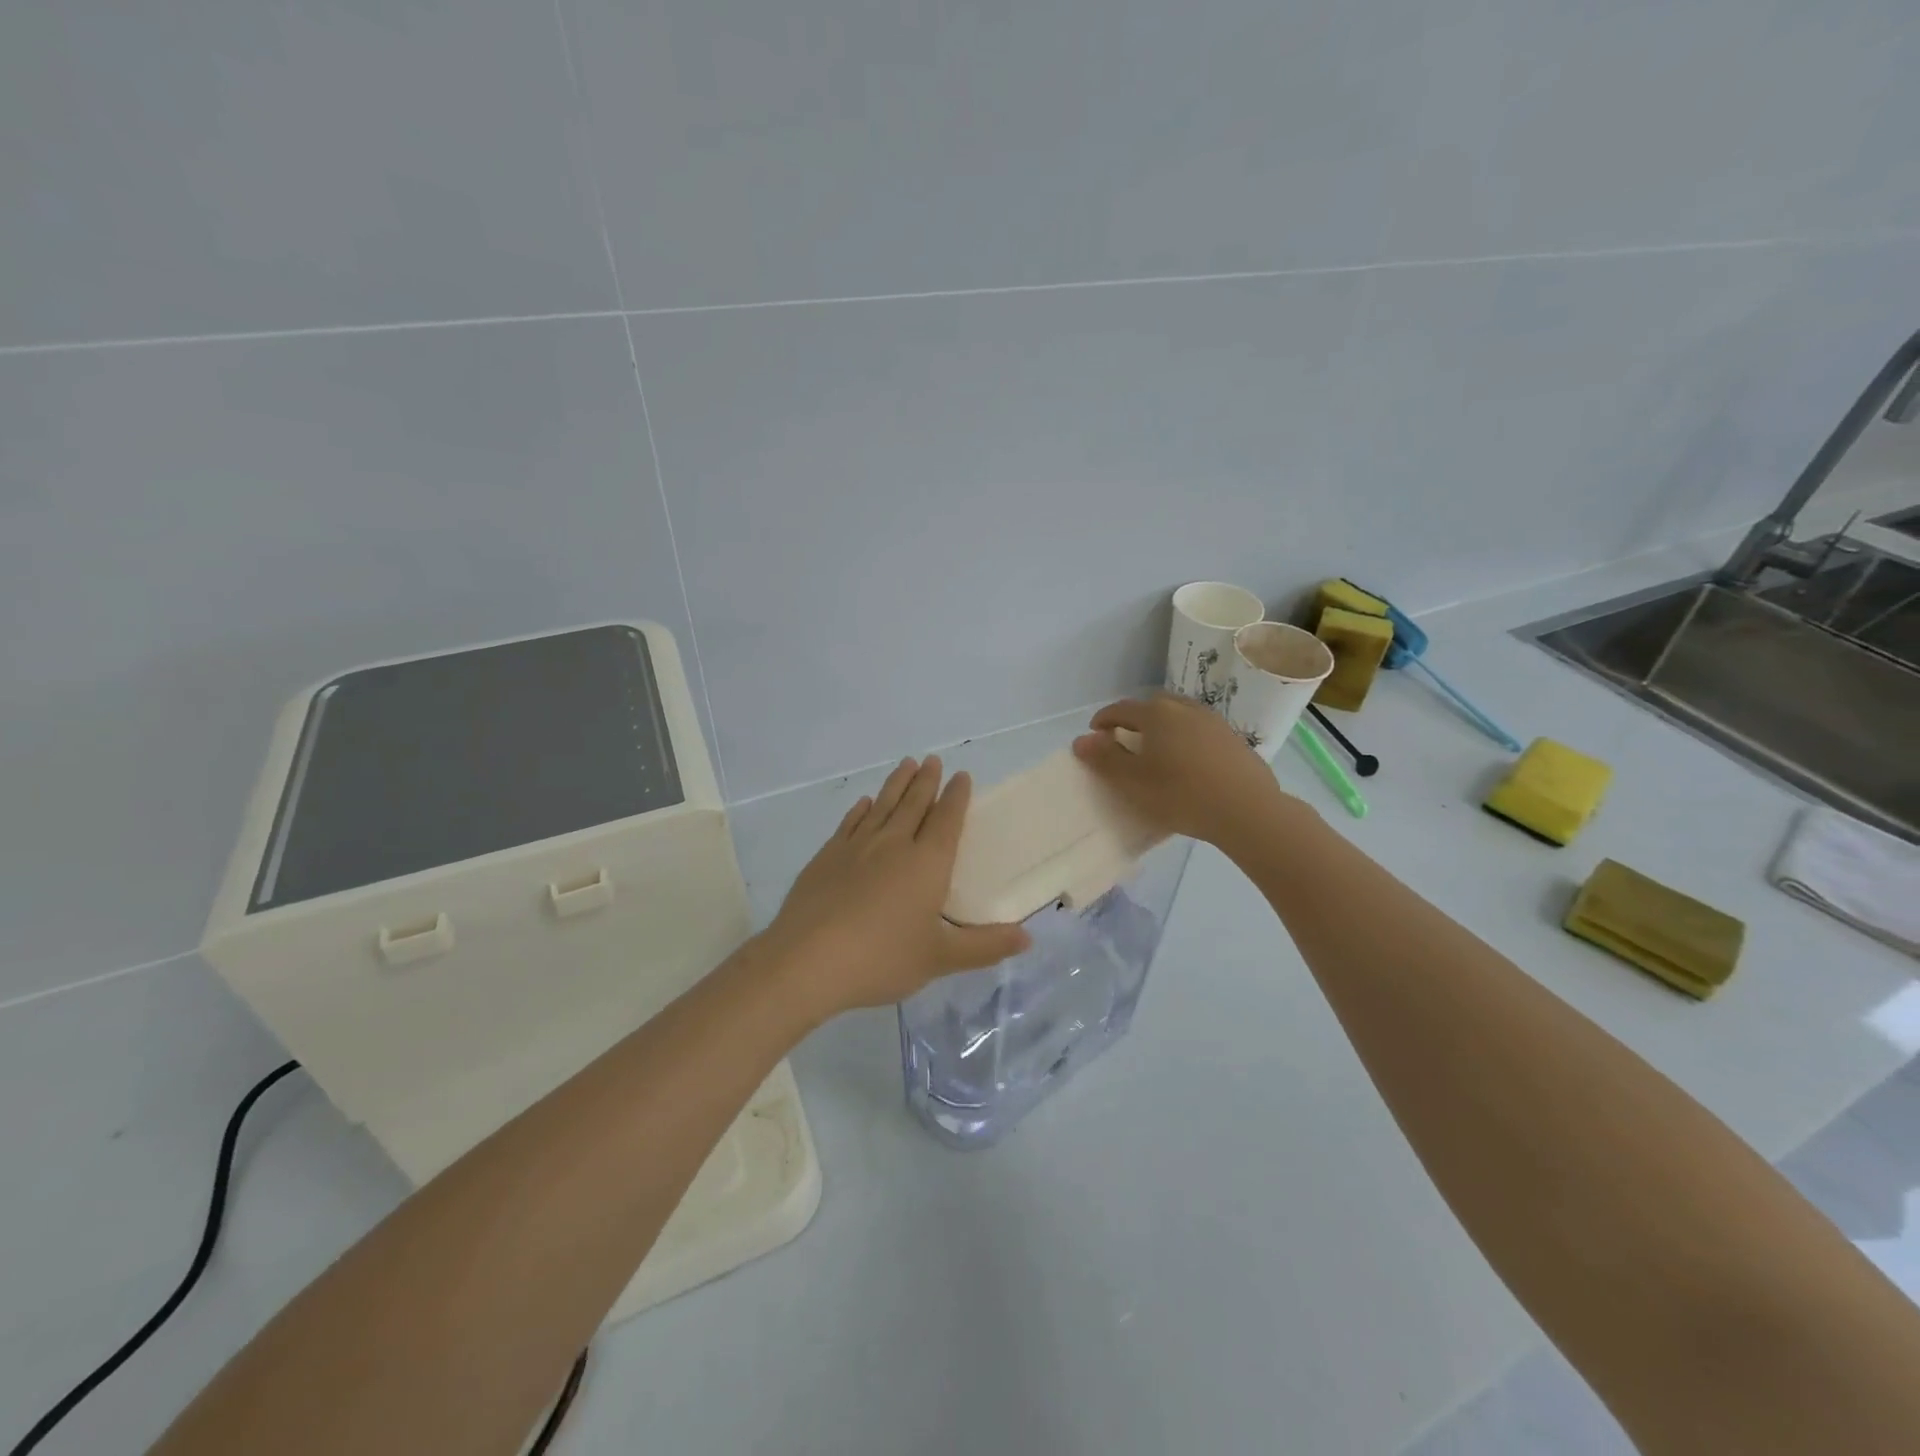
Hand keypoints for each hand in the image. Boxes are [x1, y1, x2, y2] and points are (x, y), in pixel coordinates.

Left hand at [758, 756, 1031, 1019]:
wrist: (807, 961)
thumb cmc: (882, 958)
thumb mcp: (940, 959)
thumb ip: (985, 946)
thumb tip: (1029, 937)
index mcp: (927, 864)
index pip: (946, 820)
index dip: (956, 797)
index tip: (961, 776)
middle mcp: (893, 844)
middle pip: (914, 804)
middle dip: (927, 781)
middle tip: (933, 759)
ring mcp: (856, 847)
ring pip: (882, 806)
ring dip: (897, 784)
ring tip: (906, 765)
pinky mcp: (827, 857)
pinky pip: (850, 823)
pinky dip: (861, 810)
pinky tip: (864, 804)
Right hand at [1072, 693, 1302, 847]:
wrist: (1247, 809)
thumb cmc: (1181, 794)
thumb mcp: (1134, 782)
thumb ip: (1105, 758)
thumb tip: (1081, 740)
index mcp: (1156, 714)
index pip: (1121, 709)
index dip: (1103, 720)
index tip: (1094, 734)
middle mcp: (1184, 708)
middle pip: (1151, 706)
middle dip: (1133, 720)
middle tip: (1124, 741)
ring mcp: (1212, 721)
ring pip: (1178, 716)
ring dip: (1161, 727)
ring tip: (1156, 750)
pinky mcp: (1232, 738)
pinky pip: (1198, 730)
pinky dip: (1184, 737)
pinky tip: (1187, 761)